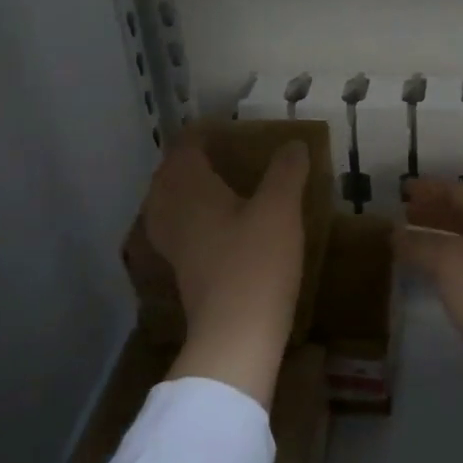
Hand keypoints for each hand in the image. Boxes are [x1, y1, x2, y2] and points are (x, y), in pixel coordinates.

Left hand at [145, 135, 308, 407]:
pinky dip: (192, 218)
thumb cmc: (256, 263)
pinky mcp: (183, 271)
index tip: (226, 127)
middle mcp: (172, 212)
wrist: (236, 335)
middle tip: (223, 154)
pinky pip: (178, 229)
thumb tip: (293, 143)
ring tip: (218, 187)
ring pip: (169, 204)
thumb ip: (286, 172)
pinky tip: (217, 227)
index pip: (185, 147)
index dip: (202, 133)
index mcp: (190, 190)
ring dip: (188, 190)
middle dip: (190, 160)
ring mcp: (173, 245)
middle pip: (170, 175)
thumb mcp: (280, 209)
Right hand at [396, 179, 462, 462]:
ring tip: (409, 241)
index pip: (462, 193)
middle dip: (435, 210)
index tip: (404, 188)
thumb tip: (396, 233)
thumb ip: (421, 244)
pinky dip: (445, 263)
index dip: (432, 187)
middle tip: (404, 211)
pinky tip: (430, 276)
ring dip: (438, 237)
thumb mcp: (451, 263)